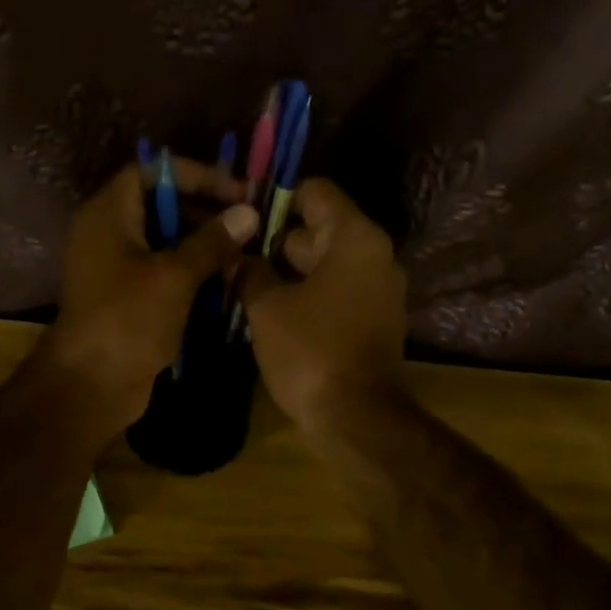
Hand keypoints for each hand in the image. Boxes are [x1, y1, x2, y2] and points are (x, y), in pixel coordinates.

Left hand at [40, 159, 257, 439]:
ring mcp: (115, 268)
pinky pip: (162, 273)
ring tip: (244, 255)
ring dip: (203, 246)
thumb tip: (248, 213)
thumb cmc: (128, 320)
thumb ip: (212, 242)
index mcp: (108, 214)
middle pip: (160, 206)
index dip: (194, 175)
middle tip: (247, 224)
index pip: (151, 171)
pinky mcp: (126, 299)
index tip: (236, 191)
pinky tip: (225, 283)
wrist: (92, 384)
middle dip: (205, 212)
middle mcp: (108, 234)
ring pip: (164, 243)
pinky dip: (191, 274)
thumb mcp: (175, 276)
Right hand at [239, 178, 406, 435]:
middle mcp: (374, 255)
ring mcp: (377, 290)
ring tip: (243, 285)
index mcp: (354, 238)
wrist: (355, 417)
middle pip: (318, 230)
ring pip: (324, 265)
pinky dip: (306, 296)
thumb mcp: (267, 308)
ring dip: (287, 273)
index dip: (276, 199)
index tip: (241, 219)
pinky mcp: (372, 320)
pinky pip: (334, 293)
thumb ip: (250, 273)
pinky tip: (270, 312)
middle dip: (274, 242)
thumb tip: (239, 258)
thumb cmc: (310, 351)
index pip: (315, 192)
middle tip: (233, 257)